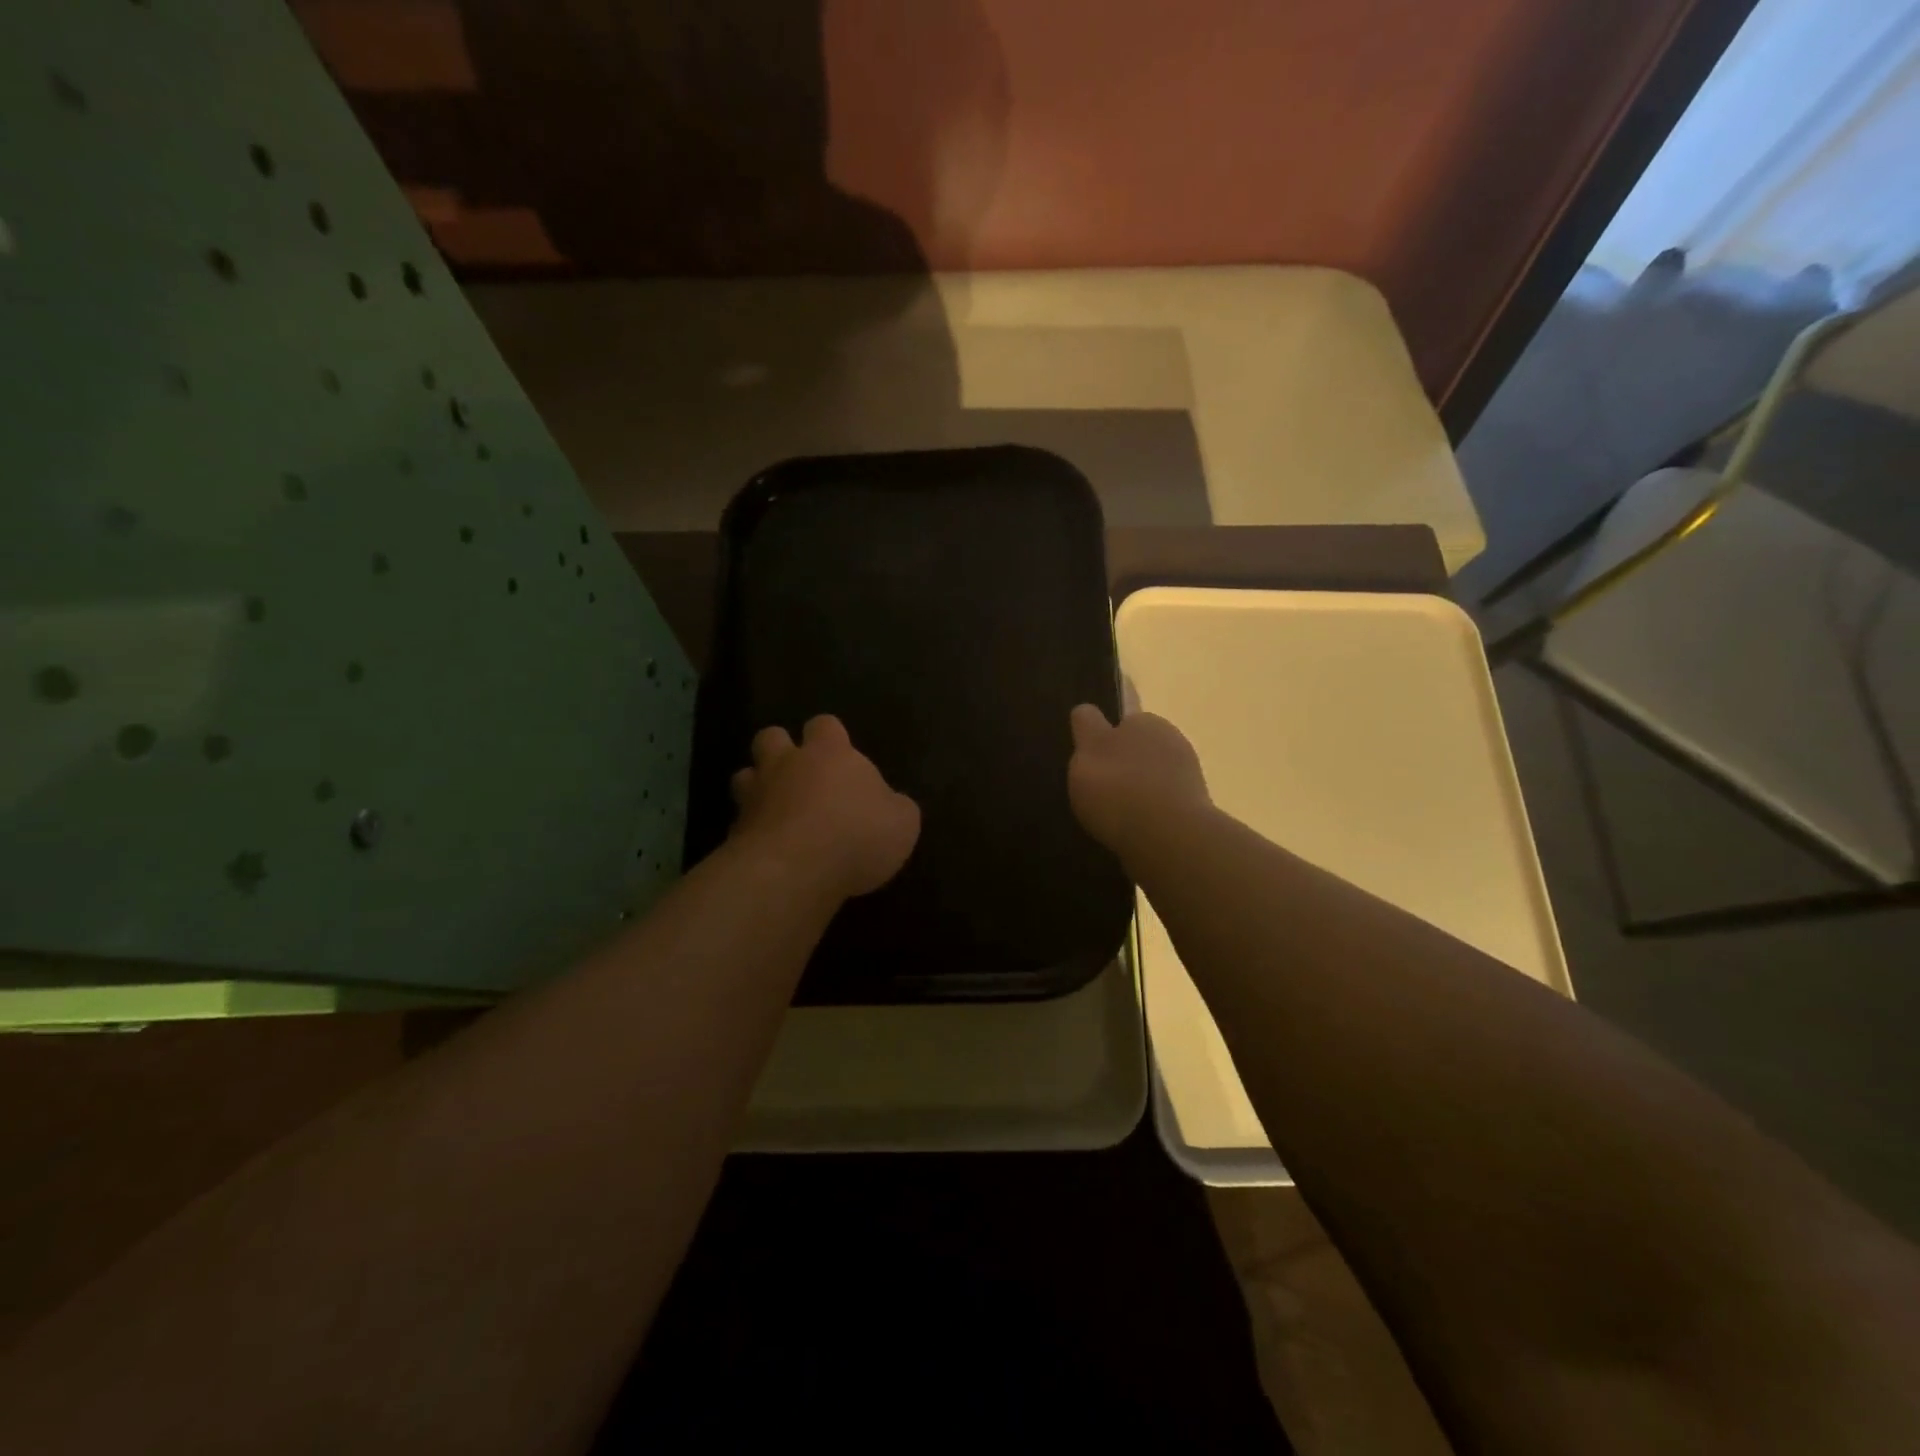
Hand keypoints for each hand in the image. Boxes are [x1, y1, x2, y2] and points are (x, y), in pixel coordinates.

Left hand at [729, 716, 920, 899]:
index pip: (825, 725)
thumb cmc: (857, 835)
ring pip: (744, 776)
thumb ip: (895, 807)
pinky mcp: (734, 832)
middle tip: (798, 775)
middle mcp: (786, 765)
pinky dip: (750, 832)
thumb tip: (890, 804)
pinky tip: (766, 850)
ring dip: (756, 787)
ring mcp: (755, 796)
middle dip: (780, 750)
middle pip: (771, 737)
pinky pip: (739, 823)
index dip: (830, 736)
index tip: (840, 756)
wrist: (794, 870)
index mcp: (830, 753)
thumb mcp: (902, 823)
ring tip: (774, 809)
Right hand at [1067, 704, 1211, 860]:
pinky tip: (1132, 829)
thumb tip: (1086, 710)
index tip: (1091, 752)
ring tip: (1111, 813)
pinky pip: (1163, 804)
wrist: (1168, 837)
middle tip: (1098, 786)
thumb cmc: (1118, 787)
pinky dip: (1149, 812)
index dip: (1107, 732)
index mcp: (1145, 721)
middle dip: (1123, 761)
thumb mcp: (1087, 749)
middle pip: (1141, 747)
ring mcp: (1187, 776)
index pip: (1125, 717)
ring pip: (1154, 776)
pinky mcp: (1195, 809)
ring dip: (1138, 788)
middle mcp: (1171, 741)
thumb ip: (1086, 726)